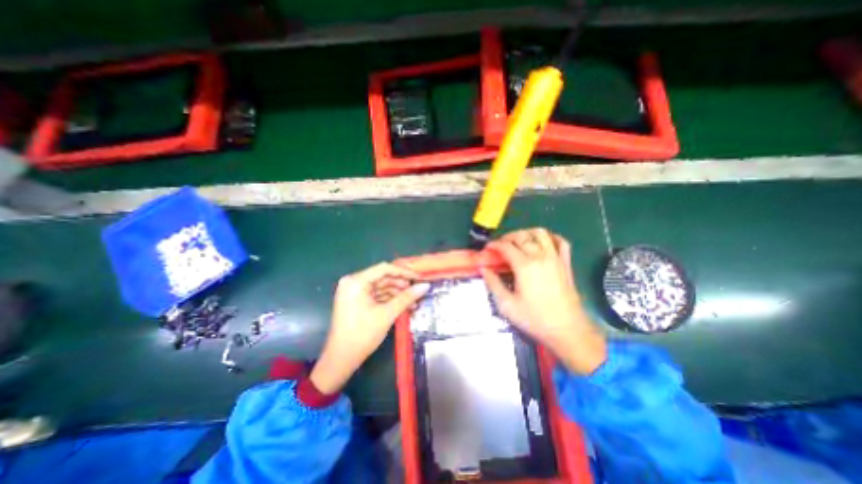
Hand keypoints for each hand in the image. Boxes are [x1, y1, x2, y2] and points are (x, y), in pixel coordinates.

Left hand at [310, 263, 430, 395]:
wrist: (341, 360)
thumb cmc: (362, 335)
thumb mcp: (387, 314)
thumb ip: (406, 298)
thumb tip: (425, 286)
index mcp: (356, 281)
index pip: (384, 268)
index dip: (404, 272)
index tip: (420, 277)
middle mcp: (354, 282)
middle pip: (383, 277)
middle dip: (402, 284)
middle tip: (418, 290)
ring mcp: (355, 292)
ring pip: (381, 286)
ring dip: (397, 293)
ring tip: (414, 300)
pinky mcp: (357, 301)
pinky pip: (377, 295)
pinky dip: (390, 299)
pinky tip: (404, 305)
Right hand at [483, 227, 608, 374]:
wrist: (567, 330)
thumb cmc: (535, 319)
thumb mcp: (507, 305)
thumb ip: (493, 283)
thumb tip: (483, 269)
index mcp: (525, 266)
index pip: (506, 246)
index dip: (494, 245)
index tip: (487, 249)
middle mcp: (540, 256)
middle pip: (521, 236)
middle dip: (506, 237)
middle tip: (499, 246)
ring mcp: (555, 258)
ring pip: (540, 233)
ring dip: (526, 233)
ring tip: (517, 241)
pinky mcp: (566, 263)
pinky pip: (560, 241)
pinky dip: (550, 237)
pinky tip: (542, 242)